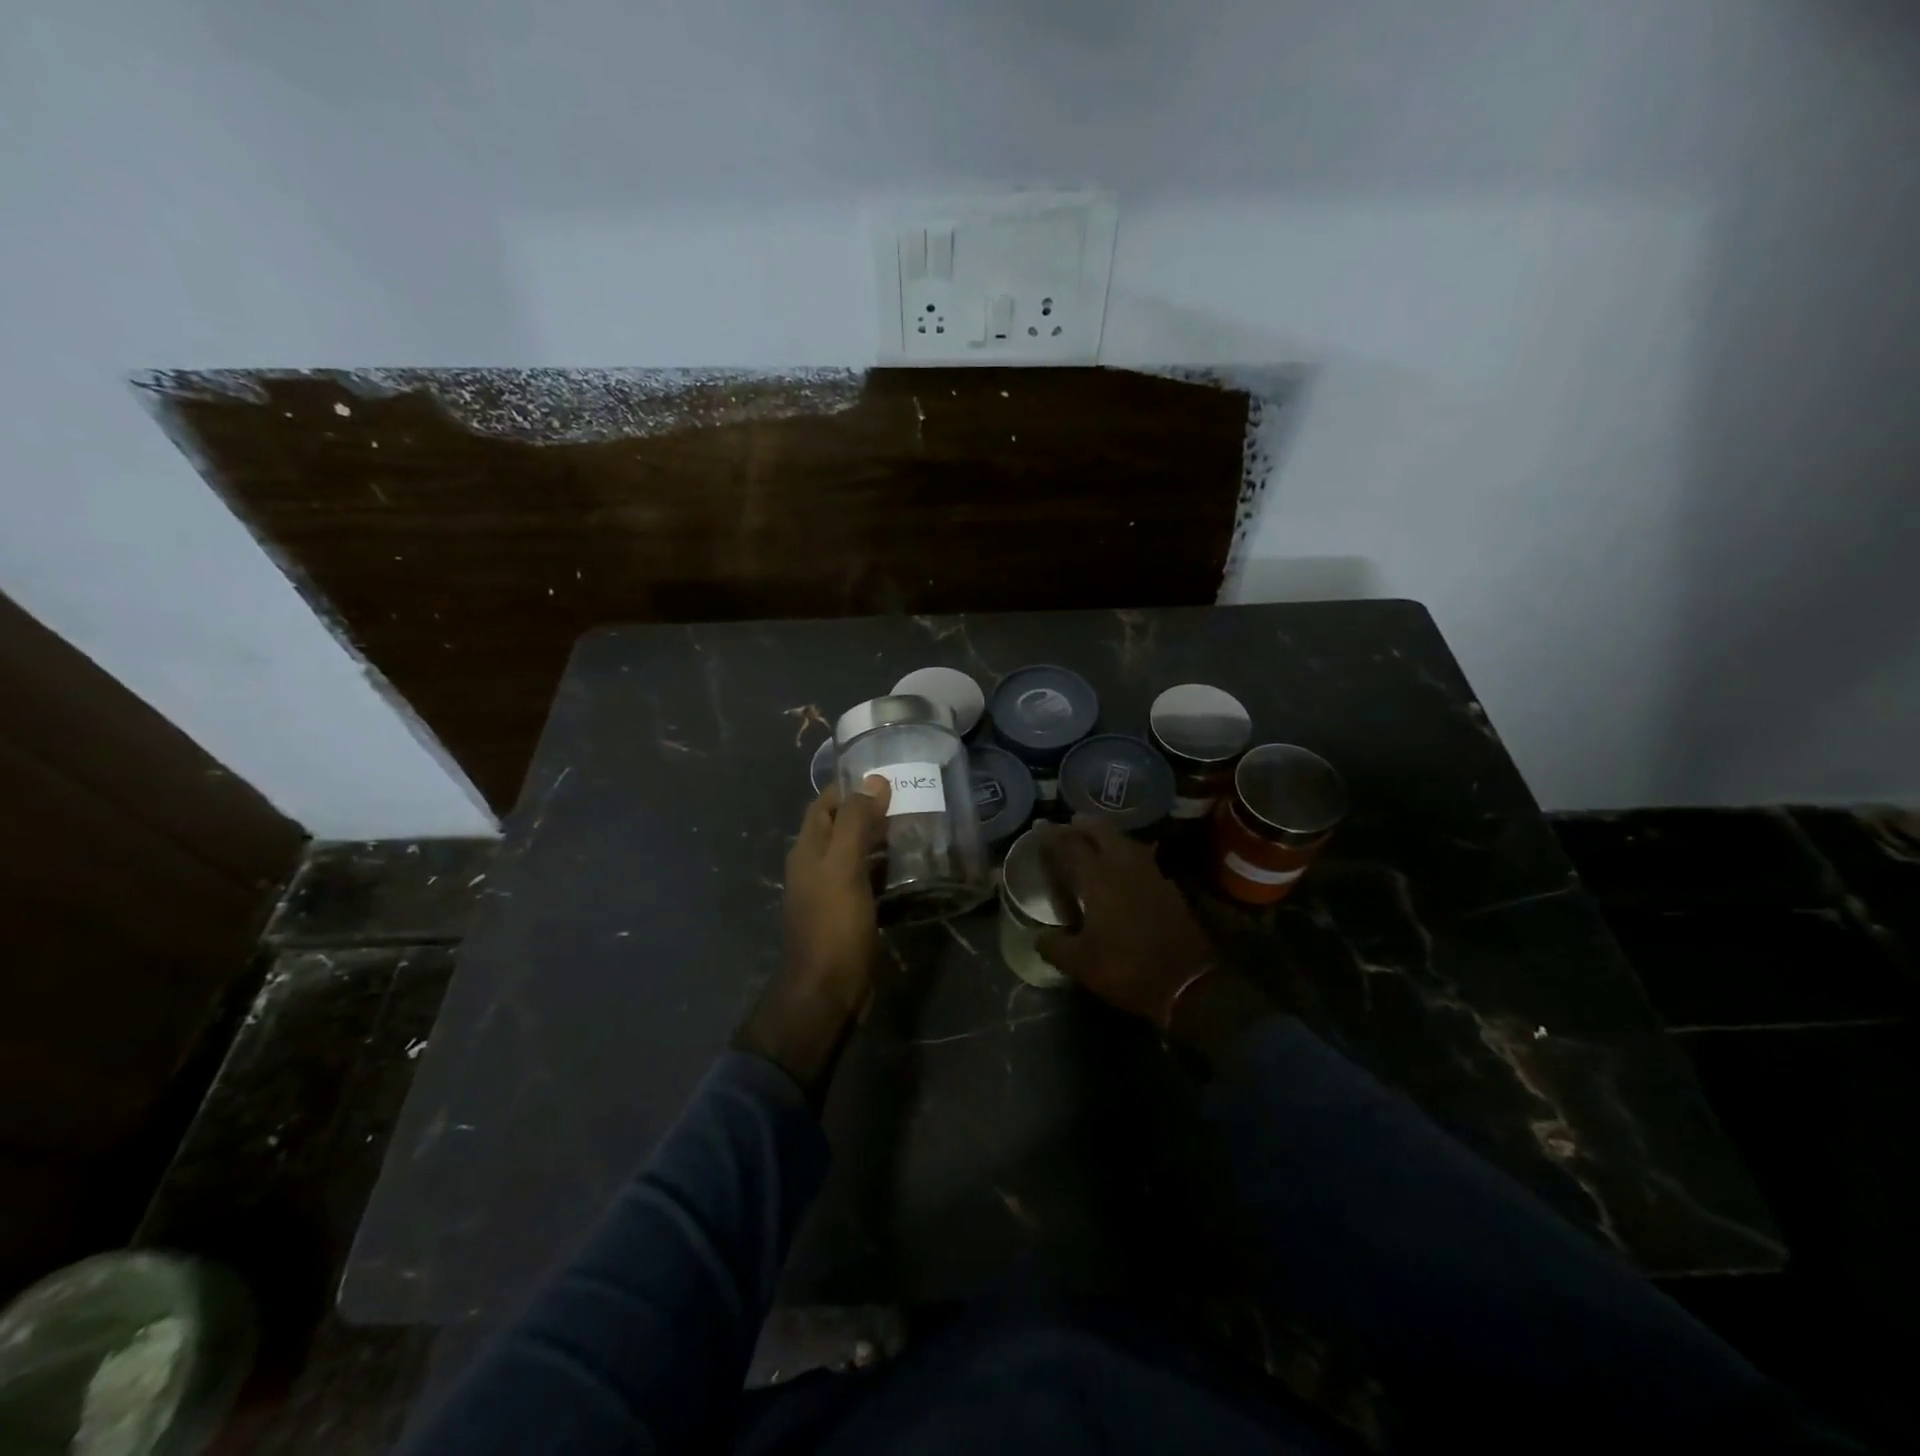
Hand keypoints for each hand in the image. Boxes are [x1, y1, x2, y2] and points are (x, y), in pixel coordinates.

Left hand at [735, 778, 890, 1095]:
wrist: (827, 990)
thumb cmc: (833, 923)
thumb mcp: (844, 866)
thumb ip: (856, 822)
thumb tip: (874, 780)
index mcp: (808, 849)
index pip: (824, 804)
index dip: (849, 786)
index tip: (885, 773)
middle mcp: (816, 866)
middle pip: (842, 827)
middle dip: (871, 811)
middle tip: (911, 799)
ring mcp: (833, 892)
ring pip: (858, 854)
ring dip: (883, 840)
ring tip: (920, 827)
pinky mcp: (851, 914)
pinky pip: (870, 881)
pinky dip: (888, 870)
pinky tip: (914, 867)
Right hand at [1034, 820, 1217, 1024]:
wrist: (1188, 984)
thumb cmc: (1127, 970)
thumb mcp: (1081, 964)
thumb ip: (1054, 946)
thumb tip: (1037, 936)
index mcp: (1099, 879)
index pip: (1070, 846)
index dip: (1052, 835)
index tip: (1039, 827)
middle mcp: (1124, 867)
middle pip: (1102, 831)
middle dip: (1083, 825)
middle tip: (1069, 825)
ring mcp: (1151, 875)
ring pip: (1126, 842)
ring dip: (1107, 836)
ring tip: (1094, 840)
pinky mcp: (1169, 888)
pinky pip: (1142, 859)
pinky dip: (1127, 855)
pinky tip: (1123, 868)